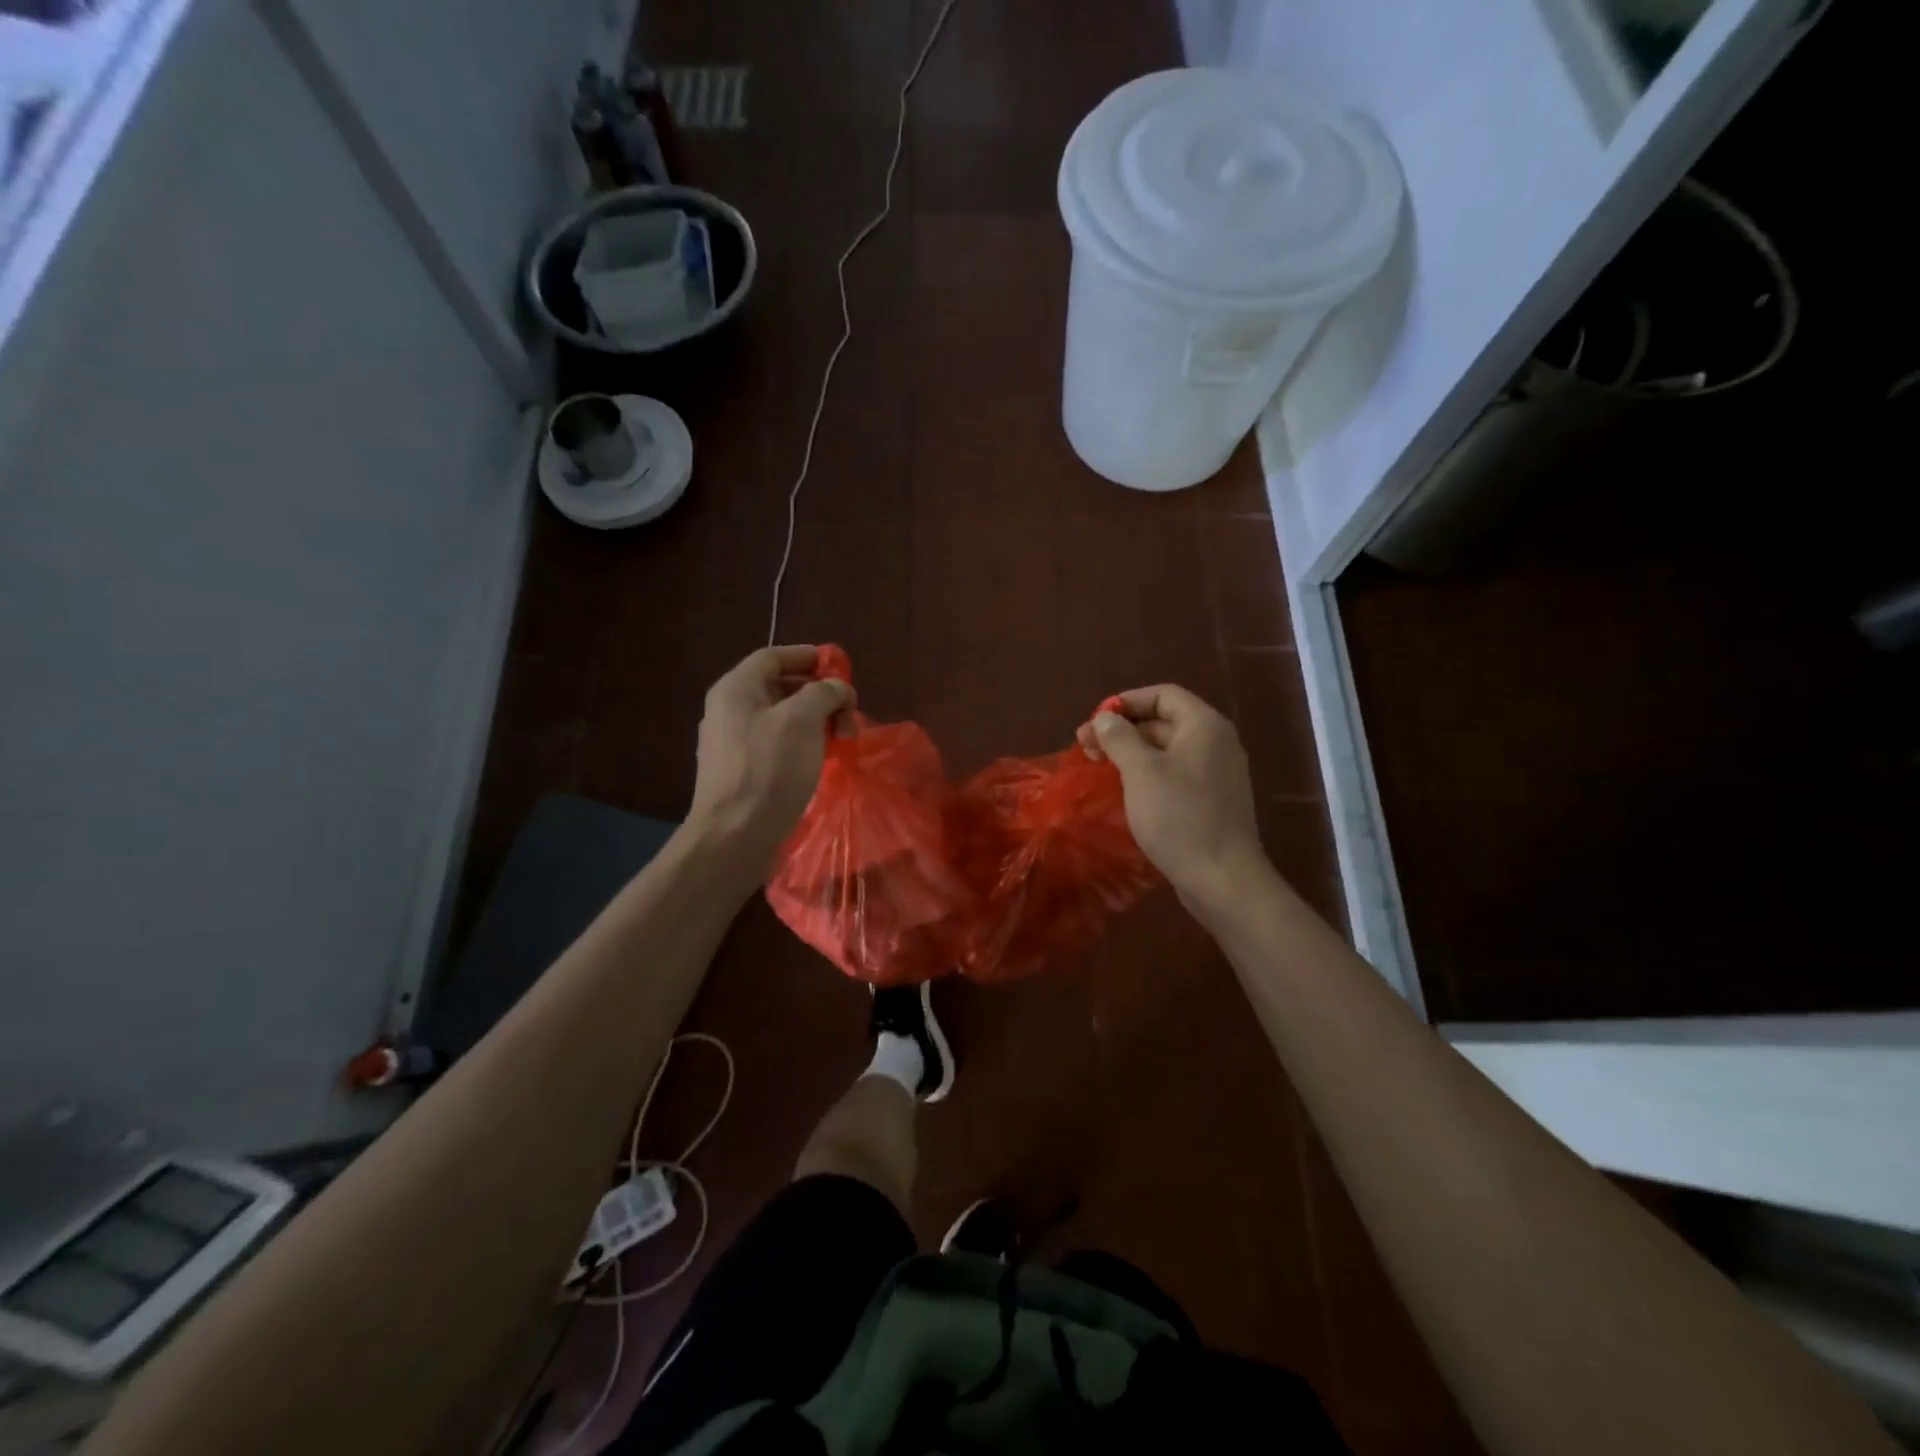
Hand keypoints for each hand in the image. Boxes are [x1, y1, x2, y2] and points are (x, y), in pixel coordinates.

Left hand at [689, 645, 852, 869]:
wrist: (735, 835)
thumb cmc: (769, 769)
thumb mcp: (802, 720)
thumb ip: (824, 692)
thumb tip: (837, 688)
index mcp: (736, 689)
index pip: (773, 656)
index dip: (809, 656)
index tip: (840, 668)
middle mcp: (728, 710)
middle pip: (778, 686)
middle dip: (818, 694)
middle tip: (848, 711)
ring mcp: (731, 743)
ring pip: (780, 718)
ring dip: (814, 721)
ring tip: (841, 738)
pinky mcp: (740, 771)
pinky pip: (775, 744)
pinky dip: (802, 743)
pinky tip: (821, 759)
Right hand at [1078, 684, 1264, 913]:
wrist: (1221, 878)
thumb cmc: (1179, 817)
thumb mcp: (1141, 771)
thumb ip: (1120, 738)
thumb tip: (1104, 718)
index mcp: (1204, 726)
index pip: (1163, 694)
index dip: (1126, 702)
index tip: (1095, 721)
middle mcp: (1215, 743)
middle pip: (1163, 721)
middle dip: (1123, 729)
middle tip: (1085, 747)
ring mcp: (1216, 774)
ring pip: (1167, 750)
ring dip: (1131, 753)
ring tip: (1098, 767)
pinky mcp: (1211, 801)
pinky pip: (1175, 774)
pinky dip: (1147, 774)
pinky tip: (1123, 790)